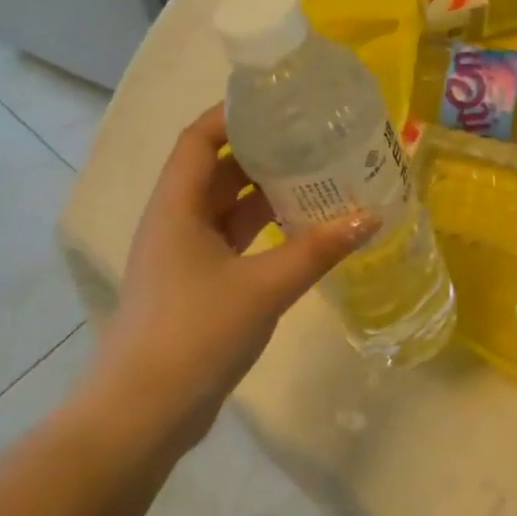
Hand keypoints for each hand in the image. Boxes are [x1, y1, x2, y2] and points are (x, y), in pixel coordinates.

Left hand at [89, 105, 374, 447]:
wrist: (145, 412)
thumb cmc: (196, 333)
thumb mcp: (264, 286)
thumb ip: (318, 249)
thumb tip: (371, 217)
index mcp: (176, 208)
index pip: (198, 140)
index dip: (231, 115)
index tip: (277, 103)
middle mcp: (174, 224)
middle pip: (215, 171)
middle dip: (259, 153)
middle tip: (311, 140)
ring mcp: (183, 258)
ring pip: (226, 211)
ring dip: (265, 195)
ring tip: (316, 179)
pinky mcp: (196, 288)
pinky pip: (233, 244)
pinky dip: (263, 233)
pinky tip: (303, 233)